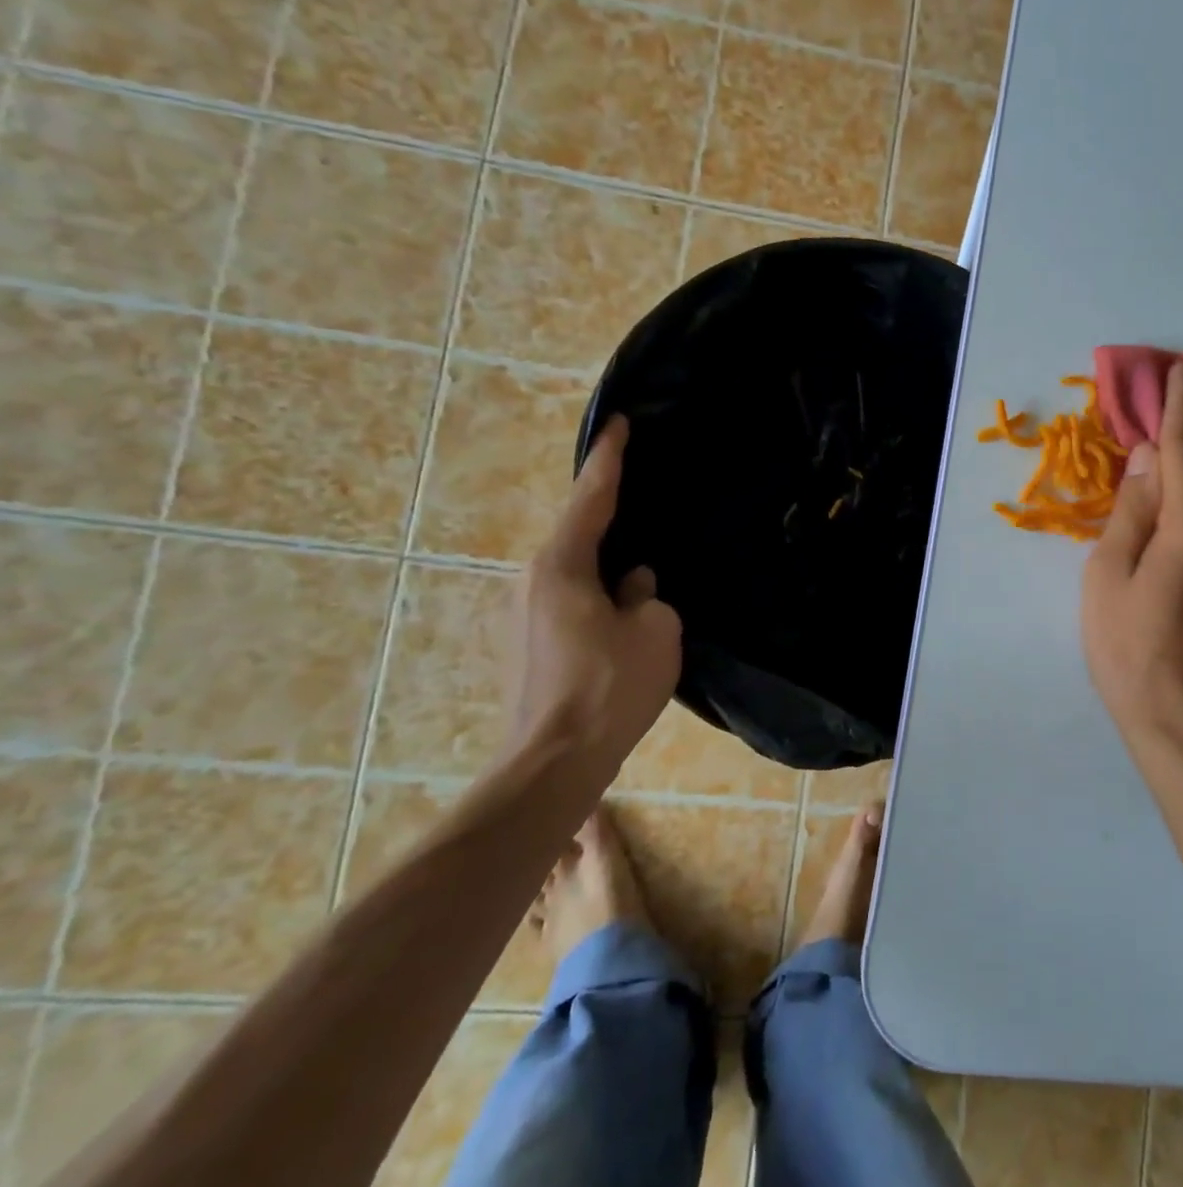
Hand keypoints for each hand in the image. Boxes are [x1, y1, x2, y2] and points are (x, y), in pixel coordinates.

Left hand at [510, 416, 681, 763]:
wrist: (554, 762)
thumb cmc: (610, 688)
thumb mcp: (655, 631)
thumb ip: (647, 595)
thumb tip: (632, 586)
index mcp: (561, 567)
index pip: (591, 498)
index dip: (610, 459)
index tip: (619, 424)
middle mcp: (532, 580)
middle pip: (579, 534)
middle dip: (610, 516)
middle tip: (643, 498)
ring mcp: (523, 614)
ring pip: (576, 571)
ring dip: (607, 565)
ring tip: (642, 567)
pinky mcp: (529, 643)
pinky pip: (571, 599)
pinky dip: (598, 594)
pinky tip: (624, 611)